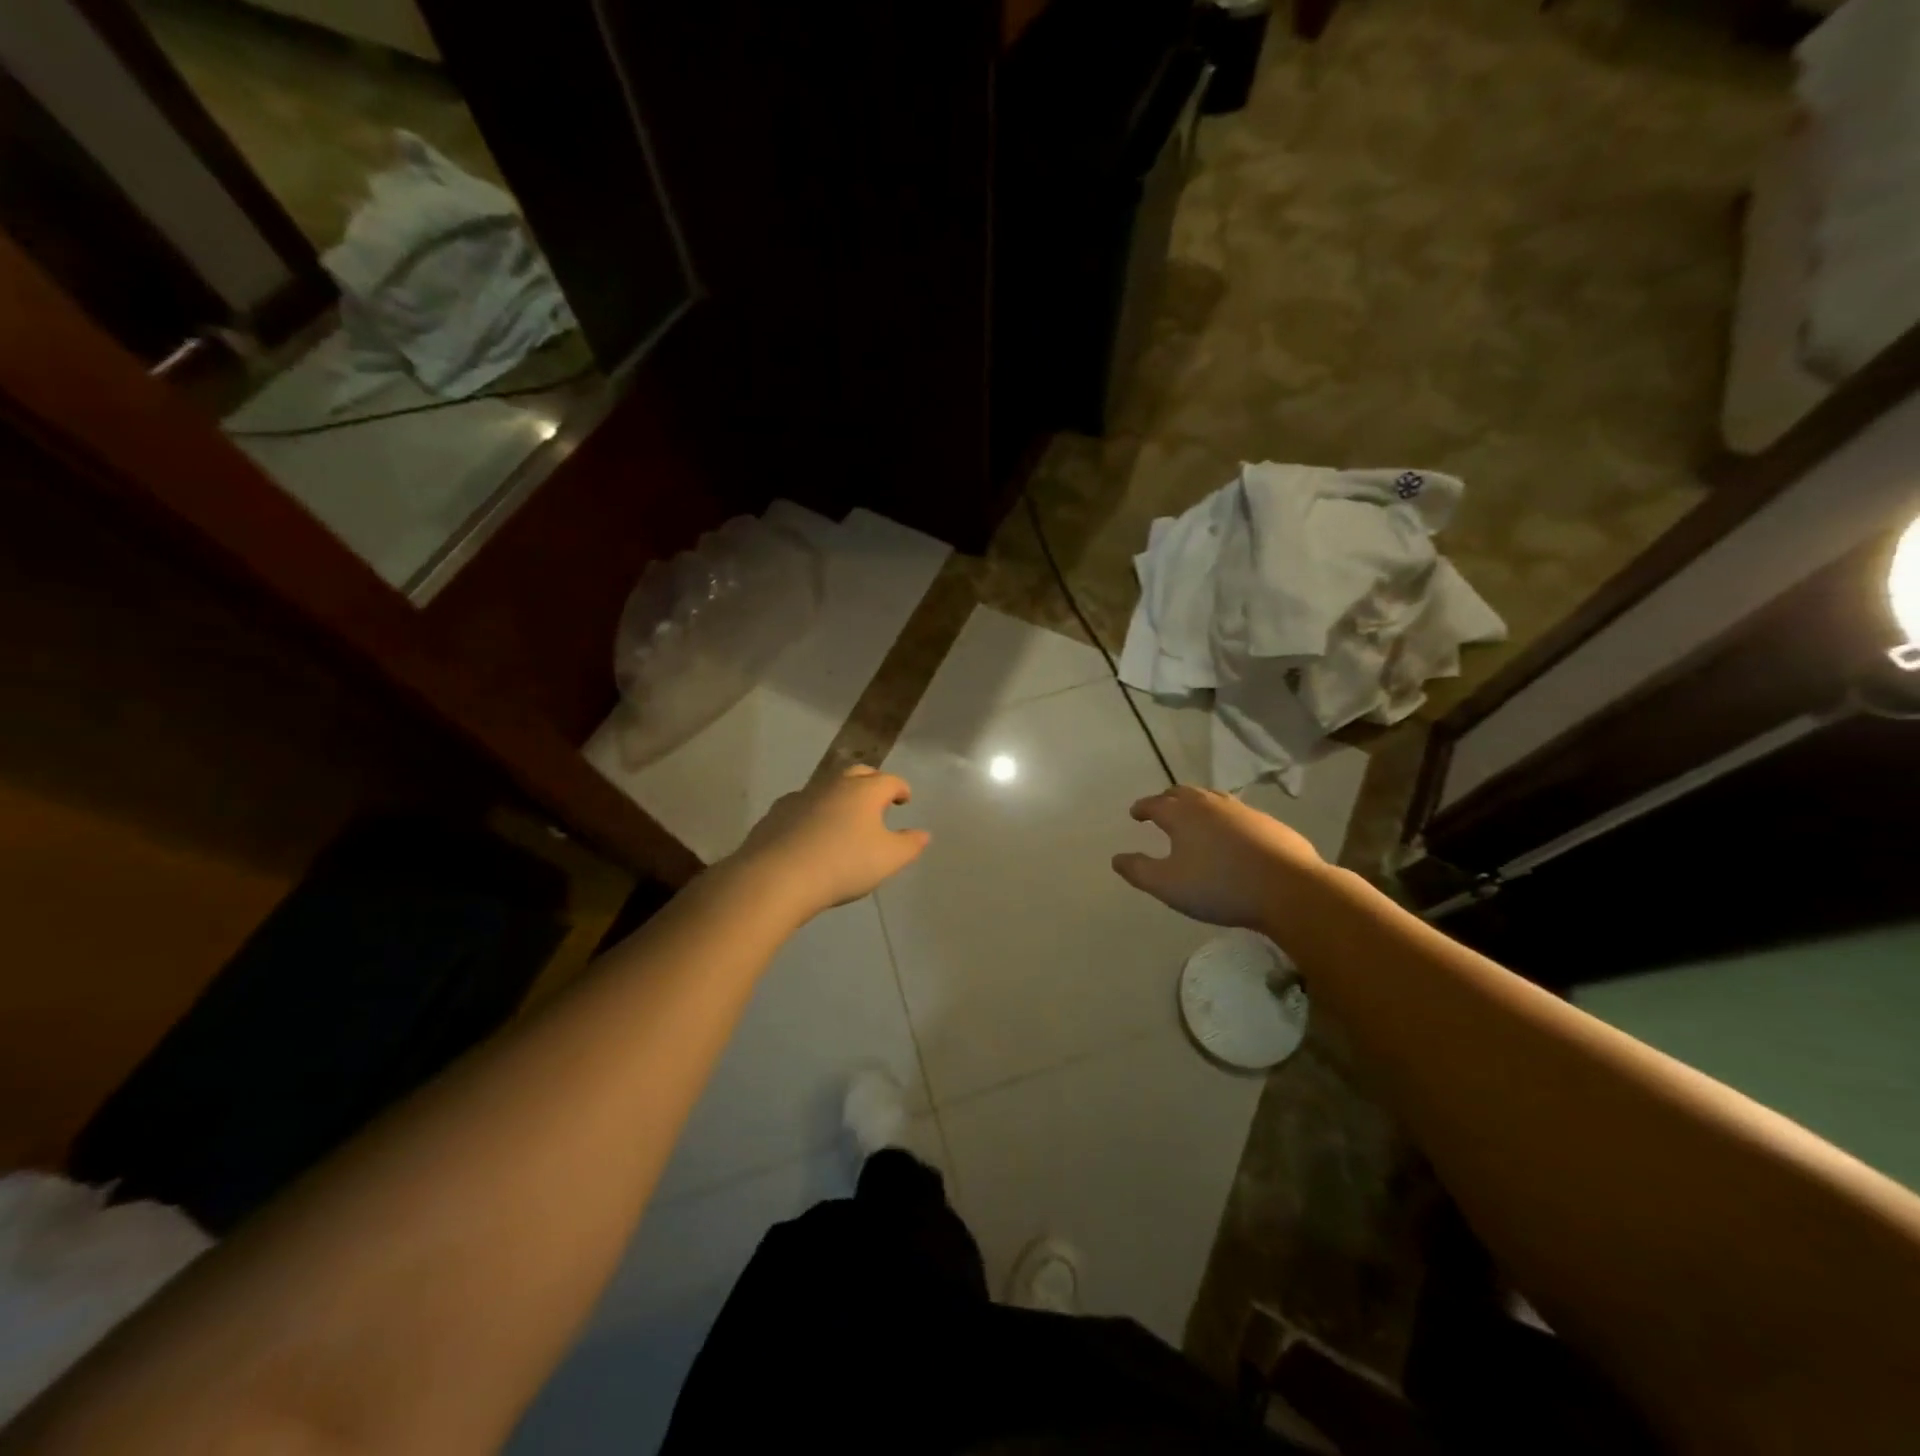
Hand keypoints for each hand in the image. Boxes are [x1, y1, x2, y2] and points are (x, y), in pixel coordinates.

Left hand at [726, 765, 929, 919]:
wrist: (777, 877)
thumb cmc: (843, 864)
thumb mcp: (888, 859)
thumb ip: (909, 845)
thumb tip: (923, 833)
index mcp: (864, 791)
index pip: (889, 780)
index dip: (900, 788)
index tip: (904, 799)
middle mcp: (833, 785)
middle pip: (857, 774)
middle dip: (871, 783)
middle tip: (878, 800)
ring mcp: (801, 796)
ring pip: (827, 788)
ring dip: (840, 797)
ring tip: (844, 818)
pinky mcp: (776, 813)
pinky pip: (802, 806)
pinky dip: (813, 813)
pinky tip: (811, 832)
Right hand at [1112, 785, 1325, 931]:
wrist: (1289, 889)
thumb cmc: (1219, 886)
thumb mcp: (1168, 885)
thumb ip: (1139, 871)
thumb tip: (1117, 858)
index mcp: (1182, 814)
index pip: (1155, 803)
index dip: (1142, 808)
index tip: (1135, 814)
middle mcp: (1210, 804)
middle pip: (1183, 793)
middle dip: (1168, 799)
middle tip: (1161, 809)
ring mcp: (1243, 811)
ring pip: (1213, 799)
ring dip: (1197, 805)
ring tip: (1194, 818)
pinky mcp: (1269, 824)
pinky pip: (1237, 814)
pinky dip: (1224, 819)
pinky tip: (1230, 836)